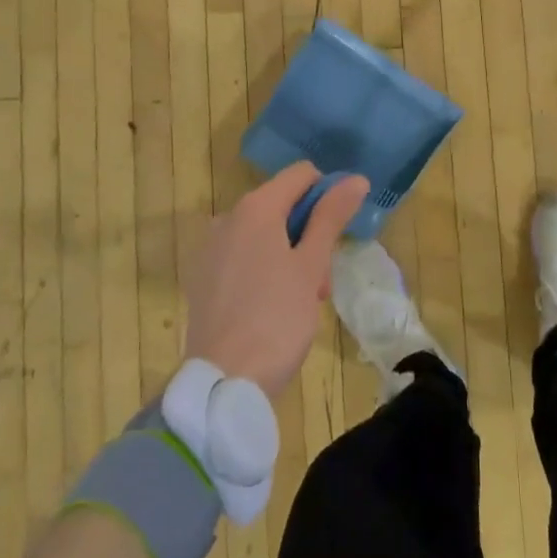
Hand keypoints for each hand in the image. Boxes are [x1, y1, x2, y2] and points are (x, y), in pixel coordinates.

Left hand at [183, 164, 369, 396]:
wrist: (223, 382)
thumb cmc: (276, 319)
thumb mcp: (311, 266)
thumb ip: (330, 217)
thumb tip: (355, 179)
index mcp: (256, 208)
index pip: (301, 175)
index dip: (327, 194)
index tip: (339, 233)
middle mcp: (228, 217)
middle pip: (281, 205)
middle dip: (309, 233)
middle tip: (322, 280)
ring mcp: (210, 248)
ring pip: (262, 233)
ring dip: (289, 254)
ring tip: (303, 300)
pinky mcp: (202, 276)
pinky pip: (242, 255)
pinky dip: (263, 268)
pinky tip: (272, 306)